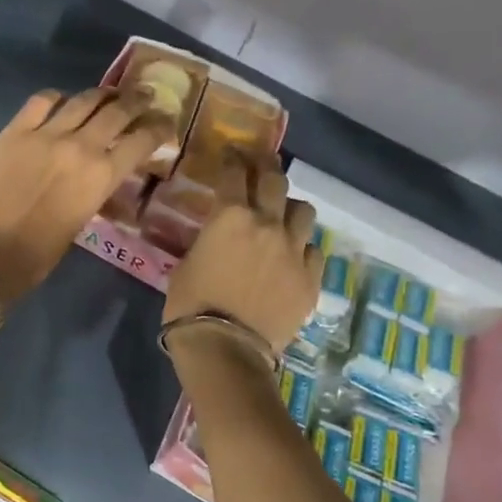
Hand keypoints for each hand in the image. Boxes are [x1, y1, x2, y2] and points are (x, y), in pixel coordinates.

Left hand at [0, 89, 171, 305]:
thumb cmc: (42, 250)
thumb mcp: (85, 216)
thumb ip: (99, 186)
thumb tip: (105, 169)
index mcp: (103, 175)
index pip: (141, 140)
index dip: (159, 128)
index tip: (166, 122)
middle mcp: (81, 145)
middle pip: (117, 111)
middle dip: (137, 102)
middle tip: (146, 96)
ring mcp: (46, 133)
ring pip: (83, 100)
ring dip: (103, 94)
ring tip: (110, 94)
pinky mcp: (15, 130)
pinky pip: (41, 101)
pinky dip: (57, 98)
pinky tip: (61, 101)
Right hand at [164, 156, 322, 355]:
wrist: (225, 348)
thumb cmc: (190, 304)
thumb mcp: (187, 262)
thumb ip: (208, 239)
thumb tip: (218, 235)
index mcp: (231, 216)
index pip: (235, 173)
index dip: (233, 159)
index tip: (232, 153)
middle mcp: (268, 224)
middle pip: (275, 180)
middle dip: (266, 167)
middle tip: (260, 165)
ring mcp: (294, 251)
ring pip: (303, 211)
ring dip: (289, 208)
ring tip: (281, 215)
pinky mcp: (310, 278)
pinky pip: (314, 250)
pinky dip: (302, 248)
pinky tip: (292, 257)